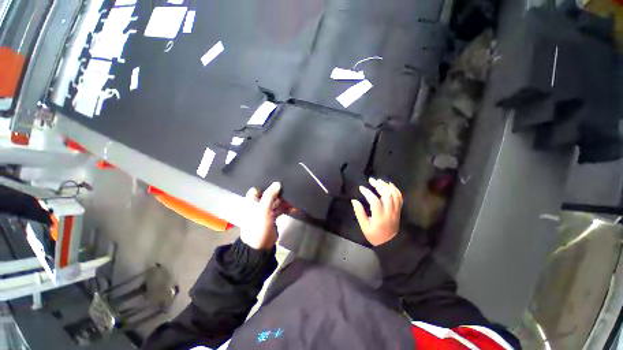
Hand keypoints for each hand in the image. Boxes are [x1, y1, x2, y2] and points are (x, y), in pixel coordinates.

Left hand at [240, 182, 292, 249]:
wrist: (259, 247)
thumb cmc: (257, 226)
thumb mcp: (263, 210)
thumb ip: (269, 196)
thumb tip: (277, 183)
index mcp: (252, 202)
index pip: (257, 189)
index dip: (266, 187)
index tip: (277, 183)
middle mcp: (258, 205)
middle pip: (269, 195)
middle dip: (279, 193)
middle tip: (290, 190)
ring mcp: (266, 211)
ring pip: (276, 202)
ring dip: (285, 201)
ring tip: (294, 200)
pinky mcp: (273, 217)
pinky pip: (280, 210)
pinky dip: (287, 209)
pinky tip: (295, 208)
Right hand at [351, 178, 402, 245]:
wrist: (390, 243)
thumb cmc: (375, 235)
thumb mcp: (364, 227)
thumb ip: (359, 213)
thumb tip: (354, 200)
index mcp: (380, 217)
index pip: (375, 201)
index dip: (368, 193)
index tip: (361, 188)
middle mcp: (389, 212)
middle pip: (387, 195)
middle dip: (379, 185)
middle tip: (371, 180)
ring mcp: (396, 211)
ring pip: (394, 195)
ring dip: (387, 186)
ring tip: (379, 181)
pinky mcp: (399, 210)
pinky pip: (399, 197)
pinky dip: (395, 189)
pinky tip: (389, 184)